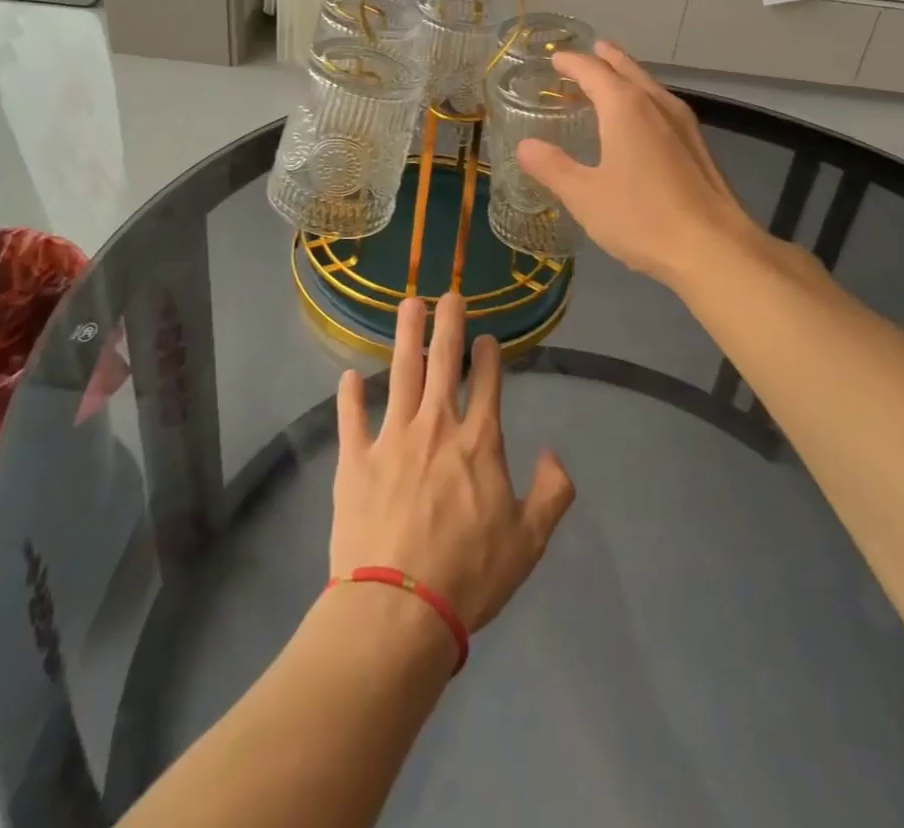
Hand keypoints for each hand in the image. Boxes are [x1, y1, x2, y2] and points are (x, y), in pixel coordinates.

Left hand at [332, 293, 574, 634]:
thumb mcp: (529, 541)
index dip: (489, 354)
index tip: (487, 337)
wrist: (399, 610)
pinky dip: (350, 395)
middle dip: (449, 323)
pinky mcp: (355, 459)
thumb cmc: (469, 575)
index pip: (487, 381)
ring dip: (405, 335)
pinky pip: (352, 417)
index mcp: (478, 441)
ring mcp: (392, 438)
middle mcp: (436, 425)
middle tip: (450, 294)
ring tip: (408, 304)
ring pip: (400, 372)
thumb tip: (554, 453)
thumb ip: (551, 493)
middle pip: (443, 360)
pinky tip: (348, 376)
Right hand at [516, 42, 760, 285]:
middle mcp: (657, 105)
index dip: (572, 62)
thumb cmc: (642, 218)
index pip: (594, 71)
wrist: (713, 248)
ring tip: (612, 80)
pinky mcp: (698, 146)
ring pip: (650, 87)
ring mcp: (684, 124)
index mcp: (626, 108)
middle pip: (628, 70)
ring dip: (628, 77)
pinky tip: (642, 121)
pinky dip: (644, 100)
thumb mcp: (585, 196)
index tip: (556, 58)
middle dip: (607, 59)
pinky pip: (663, 107)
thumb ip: (553, 167)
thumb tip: (525, 145)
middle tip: (590, 51)